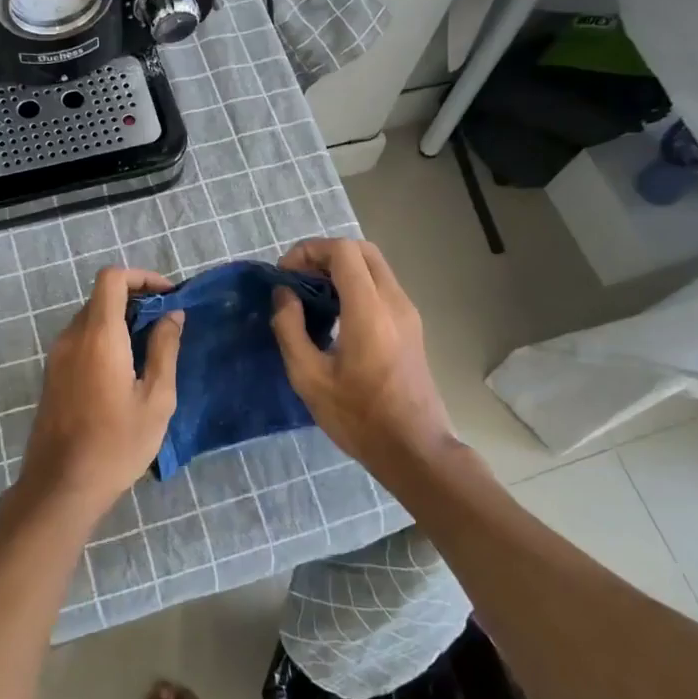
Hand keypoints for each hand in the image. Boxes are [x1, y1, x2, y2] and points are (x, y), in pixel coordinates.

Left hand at [14, 267, 183, 522]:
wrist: (61, 486)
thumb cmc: (117, 444)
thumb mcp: (156, 399)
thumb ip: (165, 350)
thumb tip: (172, 315)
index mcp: (99, 336)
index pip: (112, 278)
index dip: (141, 277)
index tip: (168, 296)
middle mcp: (72, 336)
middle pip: (101, 297)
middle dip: (136, 300)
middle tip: (166, 325)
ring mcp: (57, 356)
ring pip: (90, 318)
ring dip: (120, 321)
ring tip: (150, 349)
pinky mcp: (52, 374)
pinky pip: (80, 340)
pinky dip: (104, 339)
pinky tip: (125, 370)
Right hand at [271, 239, 455, 473]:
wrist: (413, 449)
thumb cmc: (358, 417)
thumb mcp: (309, 377)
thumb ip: (290, 328)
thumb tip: (284, 295)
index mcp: (370, 311)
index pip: (343, 251)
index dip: (309, 251)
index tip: (285, 276)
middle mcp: (394, 302)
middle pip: (362, 249)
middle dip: (325, 254)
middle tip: (297, 278)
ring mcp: (408, 313)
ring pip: (374, 266)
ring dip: (340, 268)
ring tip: (310, 296)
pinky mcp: (411, 326)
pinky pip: (381, 286)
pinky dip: (354, 284)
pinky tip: (333, 314)